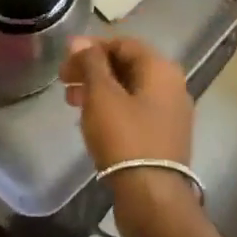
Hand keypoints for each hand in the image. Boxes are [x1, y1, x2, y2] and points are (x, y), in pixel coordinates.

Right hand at [61, 36, 199, 236]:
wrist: (151, 196)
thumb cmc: (125, 137)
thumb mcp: (102, 95)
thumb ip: (90, 63)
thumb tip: (80, 41)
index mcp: (161, 68)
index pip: (123, 43)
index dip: (91, 47)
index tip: (65, 61)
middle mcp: (172, 85)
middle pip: (127, 65)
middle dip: (93, 70)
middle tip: (64, 81)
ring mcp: (171, 112)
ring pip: (129, 89)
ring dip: (99, 89)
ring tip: (71, 102)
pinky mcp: (164, 136)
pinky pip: (135, 110)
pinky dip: (112, 108)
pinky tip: (91, 121)